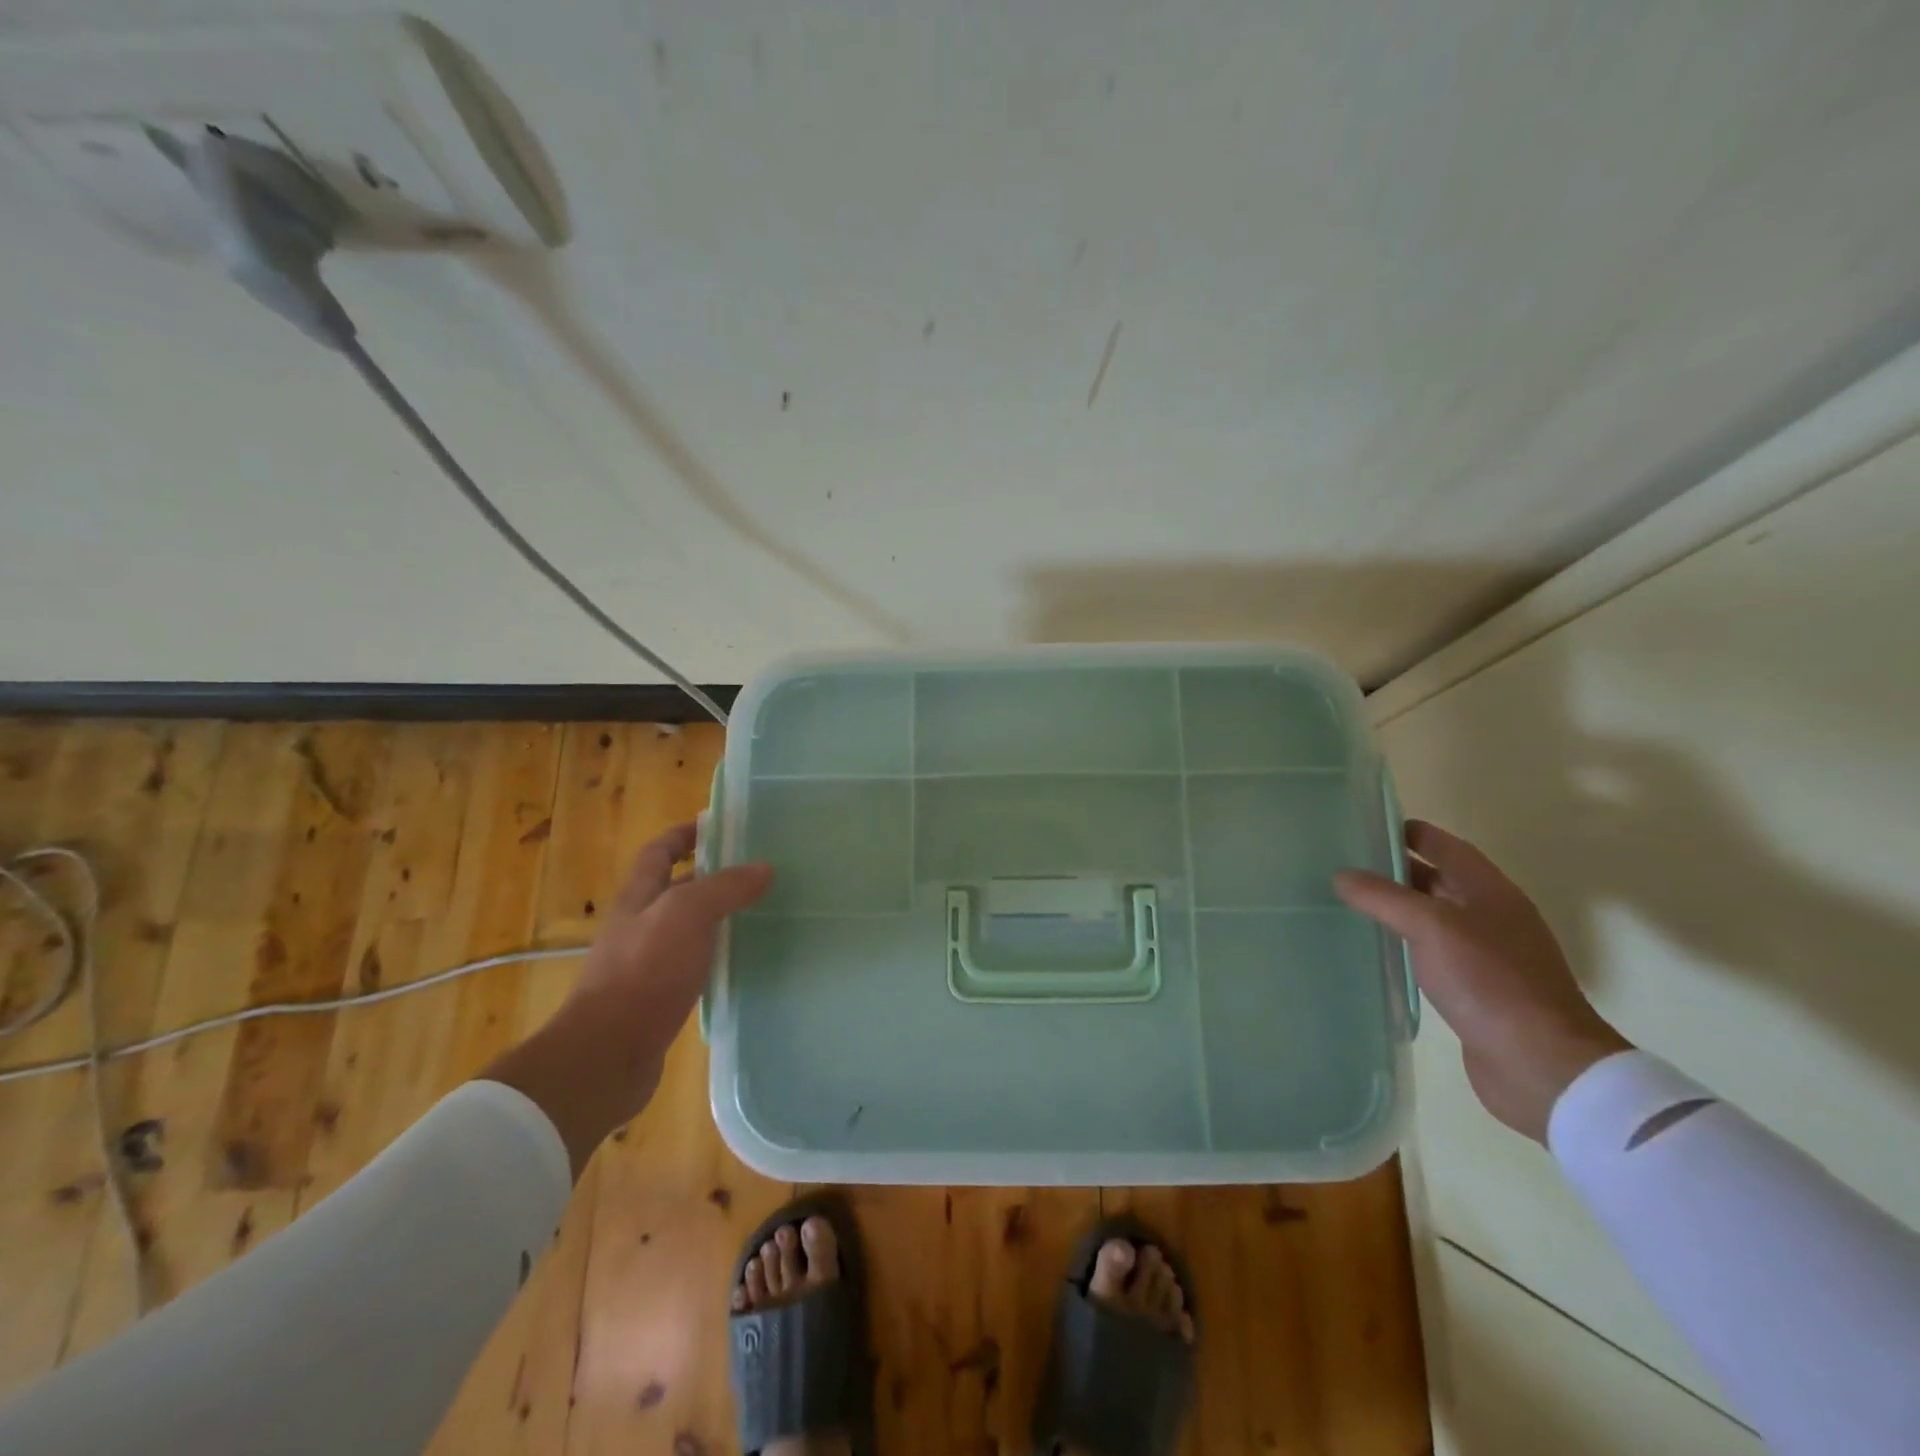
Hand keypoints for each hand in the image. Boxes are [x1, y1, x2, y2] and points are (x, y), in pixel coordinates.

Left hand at [484, 823, 771, 1173]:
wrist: (607, 1053)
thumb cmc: (644, 971)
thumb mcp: (687, 915)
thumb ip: (725, 887)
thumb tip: (764, 868)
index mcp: (640, 896)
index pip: (660, 851)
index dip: (686, 834)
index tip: (722, 826)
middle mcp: (640, 924)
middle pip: (676, 887)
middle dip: (712, 874)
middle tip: (758, 870)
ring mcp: (646, 962)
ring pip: (688, 926)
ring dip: (718, 915)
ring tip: (760, 911)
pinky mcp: (658, 996)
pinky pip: (693, 963)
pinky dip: (717, 954)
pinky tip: (743, 960)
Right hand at [1335, 820, 1630, 1142]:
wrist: (1541, 1064)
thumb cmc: (1490, 981)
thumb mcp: (1431, 927)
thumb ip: (1383, 897)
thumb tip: (1342, 875)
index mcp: (1489, 891)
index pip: (1445, 846)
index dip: (1408, 832)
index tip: (1362, 826)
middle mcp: (1489, 915)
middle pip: (1437, 879)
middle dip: (1393, 868)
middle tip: (1341, 863)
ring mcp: (1484, 954)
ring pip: (1431, 917)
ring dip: (1395, 908)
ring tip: (1346, 902)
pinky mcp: (1474, 988)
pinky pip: (1431, 952)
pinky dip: (1403, 943)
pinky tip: (1373, 948)